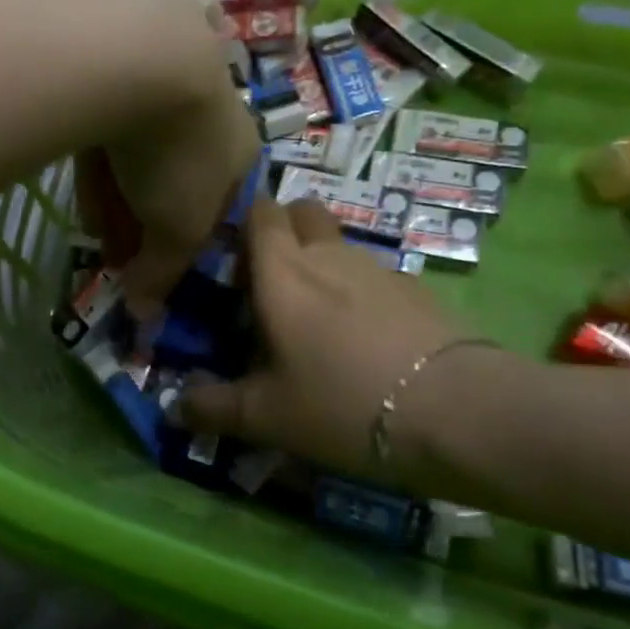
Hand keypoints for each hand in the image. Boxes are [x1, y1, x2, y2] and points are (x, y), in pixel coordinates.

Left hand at [77, 0, 262, 317]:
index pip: (219, 210)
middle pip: (178, 181)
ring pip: (141, 154)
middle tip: (118, 253)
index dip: (186, 246)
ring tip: (94, 229)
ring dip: (120, 196)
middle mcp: (210, 116)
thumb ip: (163, 270)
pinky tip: (82, 184)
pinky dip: (99, 161)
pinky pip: (111, 127)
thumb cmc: (179, 153)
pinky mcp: (121, 68)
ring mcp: (165, 85)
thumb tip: (145, 312)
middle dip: (148, 222)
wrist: (144, 56)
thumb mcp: (178, 228)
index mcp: (240, 153)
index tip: (156, 270)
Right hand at [177, 196, 474, 480]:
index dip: (241, 222)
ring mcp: (377, 268)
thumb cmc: (341, 402)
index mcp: (282, 272)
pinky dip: (360, 292)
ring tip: (318, 319)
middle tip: (271, 280)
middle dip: (284, 230)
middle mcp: (327, 255)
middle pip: (302, 212)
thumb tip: (173, 406)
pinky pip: (374, 276)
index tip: (230, 255)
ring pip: (339, 245)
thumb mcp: (266, 416)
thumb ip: (213, 407)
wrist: (456, 411)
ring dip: (323, 264)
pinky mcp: (417, 290)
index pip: (258, 212)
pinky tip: (366, 339)